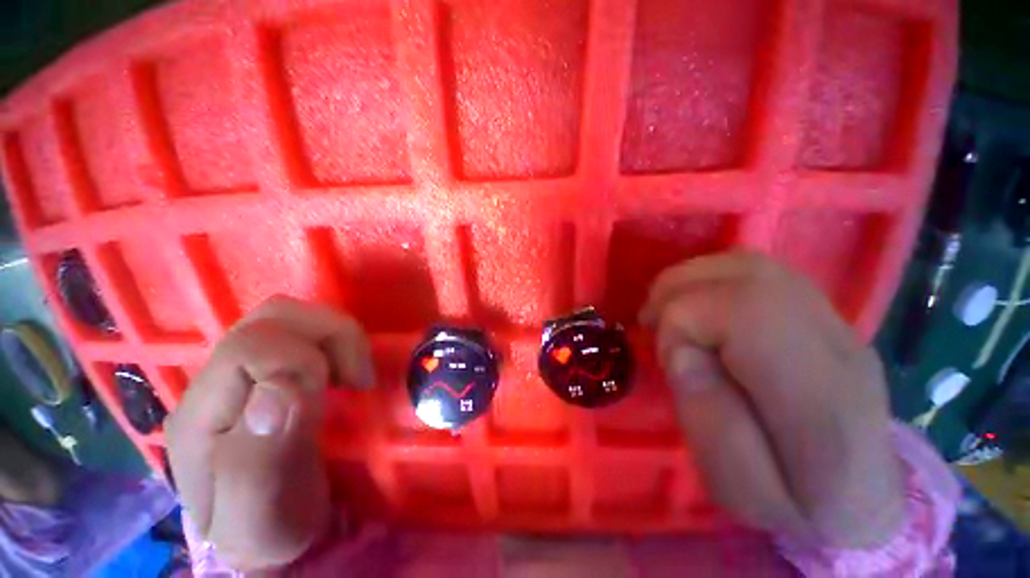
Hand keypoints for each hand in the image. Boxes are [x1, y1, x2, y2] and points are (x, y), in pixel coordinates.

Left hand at [165, 296, 374, 570]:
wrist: (259, 537)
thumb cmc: (263, 531)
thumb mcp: (259, 517)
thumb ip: (260, 457)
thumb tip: (284, 387)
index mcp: (202, 414)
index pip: (250, 347)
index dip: (304, 360)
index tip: (341, 393)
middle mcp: (215, 381)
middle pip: (272, 316)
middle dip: (330, 334)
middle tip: (355, 376)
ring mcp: (241, 372)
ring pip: (290, 316)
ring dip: (336, 336)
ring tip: (352, 375)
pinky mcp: (267, 372)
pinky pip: (302, 333)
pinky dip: (334, 342)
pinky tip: (342, 374)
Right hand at [640, 251, 903, 547]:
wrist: (862, 498)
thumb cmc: (795, 507)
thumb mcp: (739, 488)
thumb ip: (710, 420)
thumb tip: (683, 349)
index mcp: (822, 401)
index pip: (744, 311)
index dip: (683, 320)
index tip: (670, 357)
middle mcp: (836, 344)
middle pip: (745, 275)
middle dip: (677, 292)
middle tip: (652, 324)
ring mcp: (834, 320)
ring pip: (748, 264)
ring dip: (689, 282)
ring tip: (668, 313)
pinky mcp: (821, 313)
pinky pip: (755, 270)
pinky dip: (710, 279)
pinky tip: (698, 307)